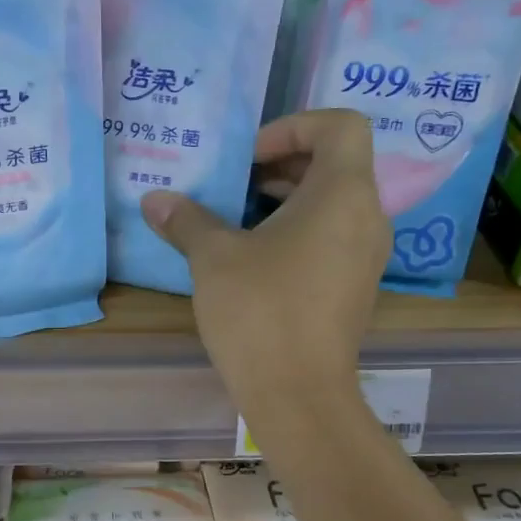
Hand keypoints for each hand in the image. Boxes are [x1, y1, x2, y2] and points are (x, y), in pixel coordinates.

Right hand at [140, 109, 390, 415]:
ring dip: (287, 198)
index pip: (341, 125)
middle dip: (282, 163)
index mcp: (342, 194)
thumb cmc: (260, 312)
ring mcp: (366, 255)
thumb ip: (186, 220)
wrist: (298, 394)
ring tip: (237, 218)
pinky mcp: (355, 286)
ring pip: (333, 202)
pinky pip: (333, 235)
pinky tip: (254, 257)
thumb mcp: (213, 258)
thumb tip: (153, 199)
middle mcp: (367, 217)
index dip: (294, 126)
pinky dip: (298, 230)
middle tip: (235, 183)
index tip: (250, 158)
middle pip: (337, 162)